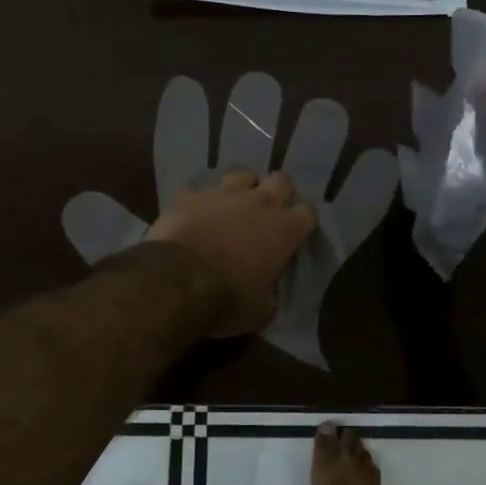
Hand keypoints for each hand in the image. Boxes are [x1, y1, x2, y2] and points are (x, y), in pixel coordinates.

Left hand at [146, 169, 316, 335]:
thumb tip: (268, 296)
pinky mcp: (191, 196)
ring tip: (234, 203)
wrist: (177, 281)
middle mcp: (259, 203)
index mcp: (284, 230)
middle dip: (278, 191)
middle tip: (269, 210)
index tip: (295, 233)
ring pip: (242, 173)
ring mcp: (223, 194)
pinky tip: (196, 213)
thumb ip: (270, 296)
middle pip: (280, 180)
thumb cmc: (228, 299)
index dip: (302, 221)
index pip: (308, 212)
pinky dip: (201, 201)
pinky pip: (200, 190)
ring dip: (242, 187)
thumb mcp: (260, 311)